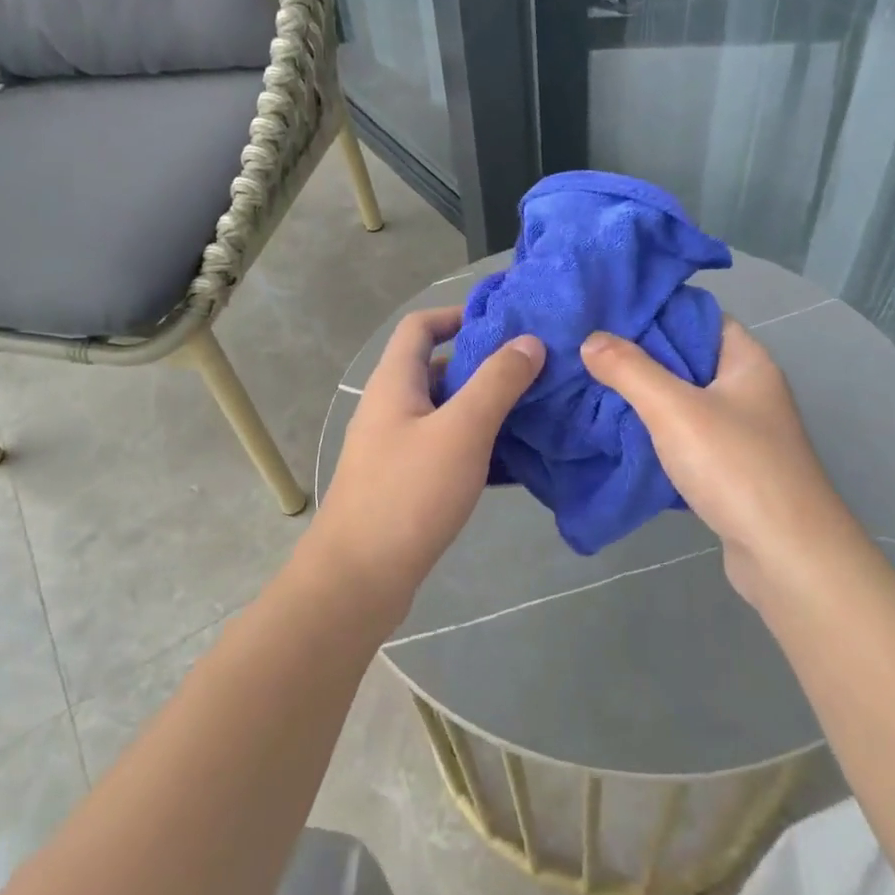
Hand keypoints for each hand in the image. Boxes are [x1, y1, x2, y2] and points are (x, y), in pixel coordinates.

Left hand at [308, 306, 543, 603]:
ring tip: (535, 414)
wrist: (359, 579)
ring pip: (446, 414)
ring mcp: (395, 449)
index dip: (457, 315)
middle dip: (484, 367)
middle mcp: (390, 409)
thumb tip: (529, 342)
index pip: (420, 327)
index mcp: (394, 383)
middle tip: (534, 372)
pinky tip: (514, 463)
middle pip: (437, 370)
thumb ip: (497, 382)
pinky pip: (446, 451)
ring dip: (485, 410)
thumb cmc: (408, 494)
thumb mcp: (462, 431)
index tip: (503, 323)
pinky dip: (477, 448)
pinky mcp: (404, 484)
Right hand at [581, 318, 864, 606]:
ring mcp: (742, 431)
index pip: (698, 316)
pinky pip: (686, 436)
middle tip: (588, 351)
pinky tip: (621, 432)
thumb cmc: (735, 467)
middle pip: (687, 358)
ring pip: (684, 400)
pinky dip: (657, 432)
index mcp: (746, 361)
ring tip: (594, 387)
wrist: (786, 555)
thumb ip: (630, 370)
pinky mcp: (730, 468)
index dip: (655, 311)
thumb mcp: (674, 409)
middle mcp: (748, 389)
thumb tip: (591, 339)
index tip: (606, 314)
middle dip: (640, 356)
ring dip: (645, 397)